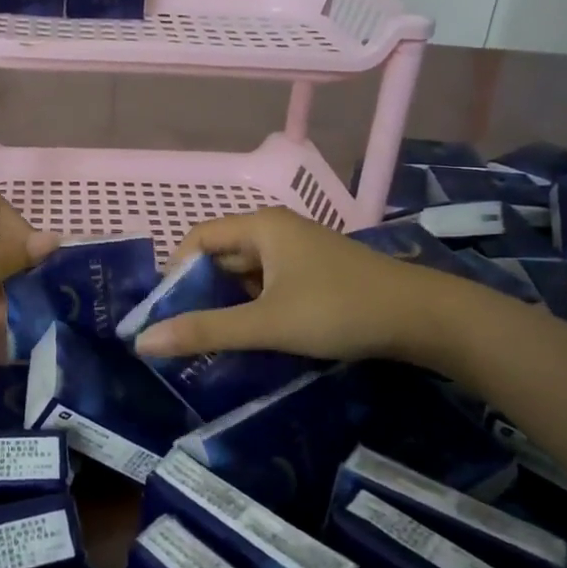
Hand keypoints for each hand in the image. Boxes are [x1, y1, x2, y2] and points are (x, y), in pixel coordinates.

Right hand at [130, 207, 496, 368]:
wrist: (422, 317)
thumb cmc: (338, 309)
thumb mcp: (267, 323)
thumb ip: (206, 330)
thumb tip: (144, 341)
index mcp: (261, 226)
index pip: (198, 239)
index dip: (175, 272)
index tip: (164, 312)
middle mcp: (276, 230)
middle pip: (221, 254)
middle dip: (199, 291)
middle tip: (181, 332)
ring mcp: (299, 251)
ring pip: (246, 273)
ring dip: (227, 302)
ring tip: (210, 339)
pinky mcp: (315, 273)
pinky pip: (269, 284)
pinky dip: (254, 306)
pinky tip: (251, 336)